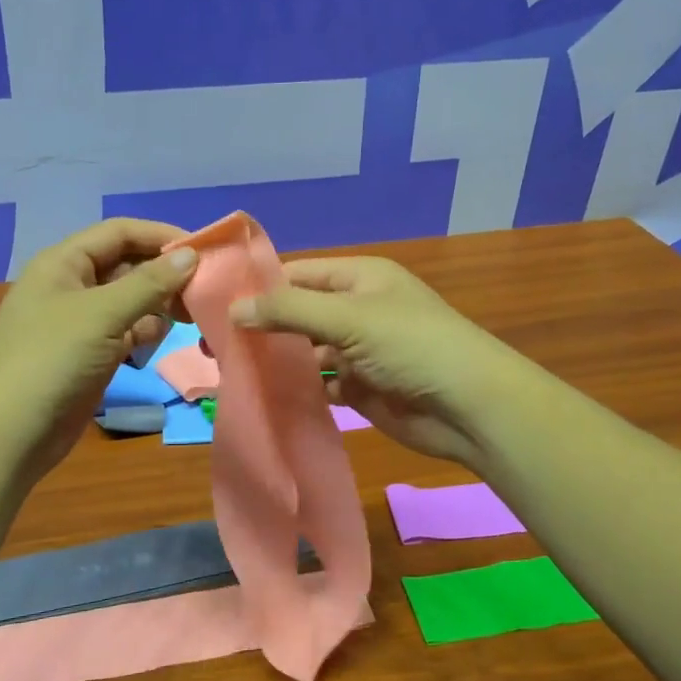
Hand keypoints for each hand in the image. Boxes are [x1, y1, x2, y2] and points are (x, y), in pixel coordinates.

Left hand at [0, 218, 197, 490]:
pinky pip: (126, 331)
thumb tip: (192, 255)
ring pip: (130, 300)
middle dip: (164, 275)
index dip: (161, 236)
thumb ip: (149, 283)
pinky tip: (157, 342)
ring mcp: (80, 323)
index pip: (120, 233)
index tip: (204, 252)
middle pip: (127, 265)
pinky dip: (145, 332)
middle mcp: (71, 286)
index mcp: (63, 263)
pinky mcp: (89, 355)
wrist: (8, 436)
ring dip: (158, 305)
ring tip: (187, 319)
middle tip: (203, 292)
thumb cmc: (50, 360)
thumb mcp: (102, 314)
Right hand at [229, 256, 516, 467]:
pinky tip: (264, 396)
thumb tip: (233, 309)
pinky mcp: (361, 388)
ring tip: (228, 372)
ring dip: (276, 361)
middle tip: (212, 346)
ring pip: (306, 351)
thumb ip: (289, 310)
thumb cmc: (410, 345)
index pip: (297, 274)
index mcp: (358, 278)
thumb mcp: (348, 317)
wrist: (469, 406)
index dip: (258, 288)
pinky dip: (297, 389)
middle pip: (298, 313)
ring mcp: (358, 351)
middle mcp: (356, 310)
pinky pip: (319, 384)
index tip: (213, 305)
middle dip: (261, 328)